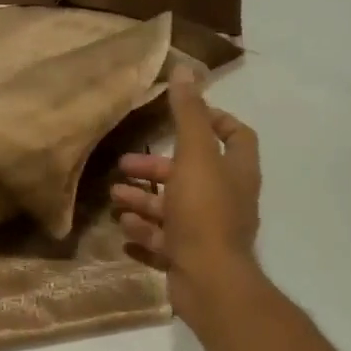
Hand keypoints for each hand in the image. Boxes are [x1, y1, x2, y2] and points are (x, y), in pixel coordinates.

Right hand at [110, 70, 261, 323]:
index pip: (236, 135)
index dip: (213, 120)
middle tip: (125, 164)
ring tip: (114, 196)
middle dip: (157, 167)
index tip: (181, 115)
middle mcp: (226, 198)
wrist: (209, 280)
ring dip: (143, 199)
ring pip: (172, 207)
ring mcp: (207, 231)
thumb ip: (187, 114)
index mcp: (236, 171)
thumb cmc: (204, 212)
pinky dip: (143, 231)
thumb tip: (185, 69)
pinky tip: (122, 226)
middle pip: (192, 173)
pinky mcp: (189, 256)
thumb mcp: (194, 156)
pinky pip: (163, 239)